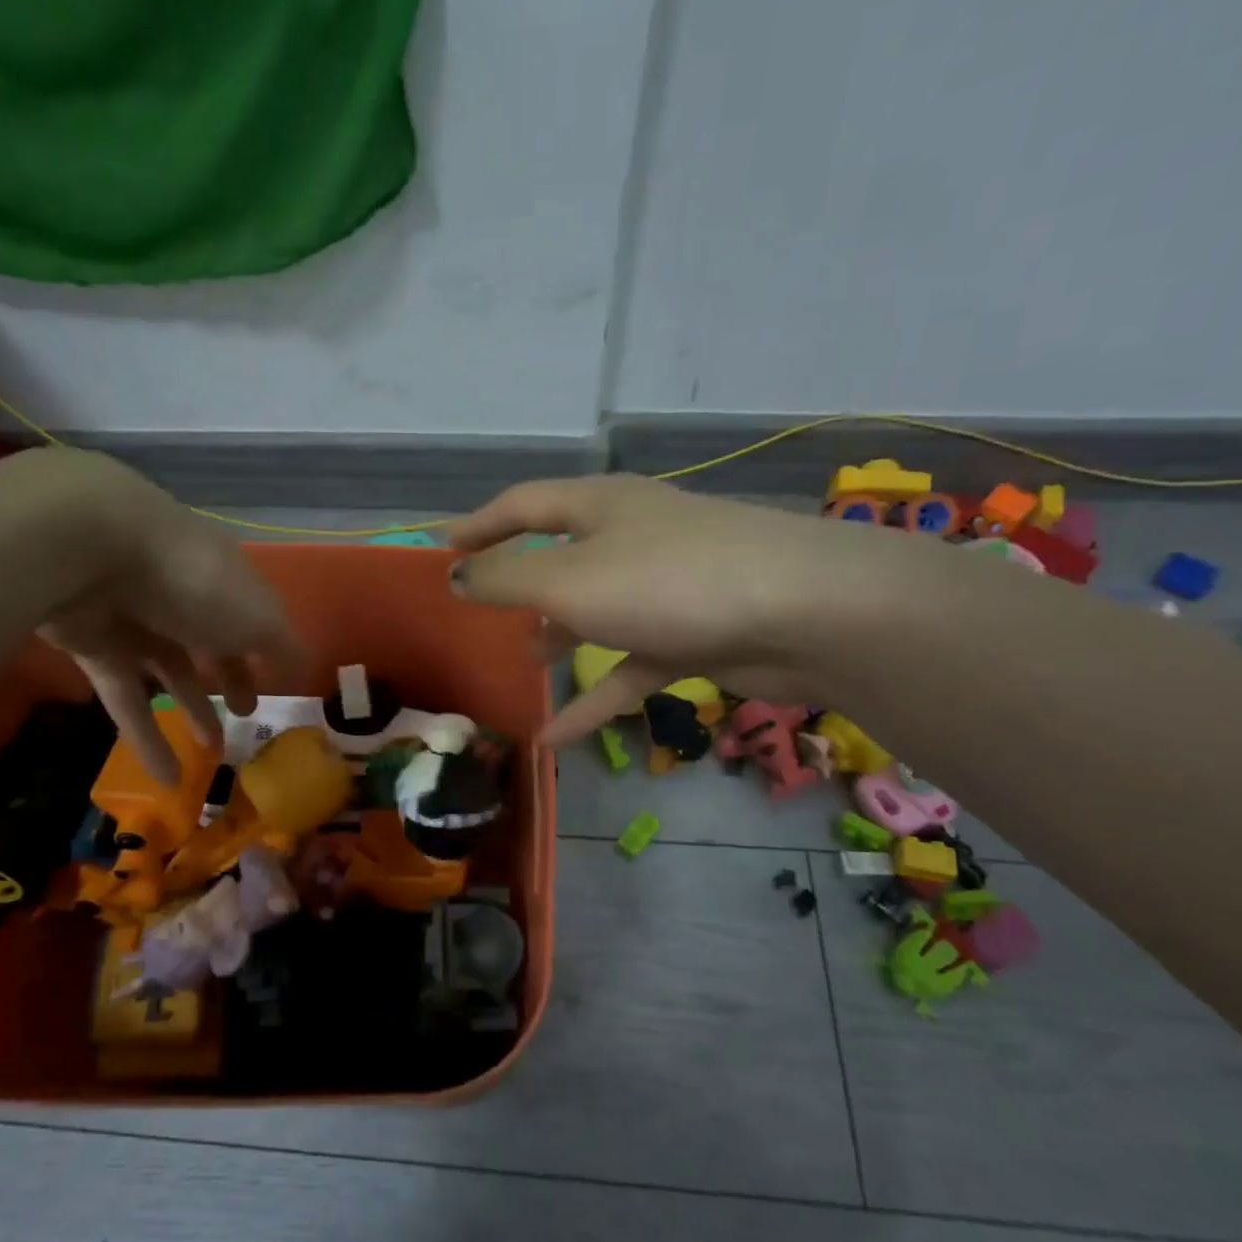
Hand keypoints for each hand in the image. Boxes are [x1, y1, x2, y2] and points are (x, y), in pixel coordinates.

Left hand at [28, 449, 293, 781]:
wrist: (90, 551)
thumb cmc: (195, 581)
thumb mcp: (259, 618)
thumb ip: (284, 647)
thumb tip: (305, 669)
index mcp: (226, 579)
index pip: (252, 615)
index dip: (268, 650)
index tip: (280, 684)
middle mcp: (182, 595)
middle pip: (210, 642)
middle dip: (231, 679)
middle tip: (246, 717)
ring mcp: (136, 620)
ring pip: (169, 673)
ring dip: (192, 712)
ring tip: (212, 754)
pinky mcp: (95, 647)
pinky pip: (127, 699)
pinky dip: (148, 739)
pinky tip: (168, 780)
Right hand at [446, 475, 922, 743]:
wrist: (802, 614)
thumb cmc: (668, 582)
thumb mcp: (569, 580)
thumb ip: (505, 579)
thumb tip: (455, 575)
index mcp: (599, 506)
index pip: (522, 505)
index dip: (477, 525)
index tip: (439, 551)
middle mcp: (630, 537)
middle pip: (560, 555)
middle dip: (520, 582)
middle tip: (480, 608)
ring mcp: (664, 587)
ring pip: (595, 611)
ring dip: (558, 636)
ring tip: (522, 662)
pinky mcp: (691, 634)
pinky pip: (628, 666)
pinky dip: (594, 697)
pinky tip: (556, 737)